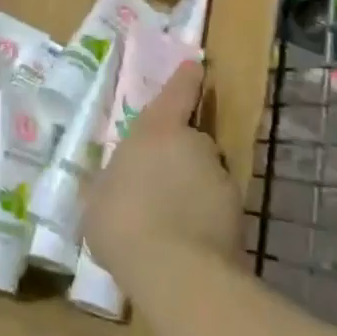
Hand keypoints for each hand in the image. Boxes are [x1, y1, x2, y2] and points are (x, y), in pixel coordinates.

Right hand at [83, 62, 241, 290]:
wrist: (174, 270)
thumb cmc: (121, 219)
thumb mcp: (98, 197)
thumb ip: (111, 182)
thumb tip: (115, 182)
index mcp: (156, 131)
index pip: (176, 95)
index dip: (185, 80)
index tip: (197, 65)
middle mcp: (194, 145)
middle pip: (190, 140)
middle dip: (178, 155)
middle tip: (154, 183)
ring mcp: (220, 180)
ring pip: (203, 175)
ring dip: (190, 188)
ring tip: (167, 220)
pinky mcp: (238, 216)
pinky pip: (214, 208)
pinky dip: (202, 217)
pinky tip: (184, 243)